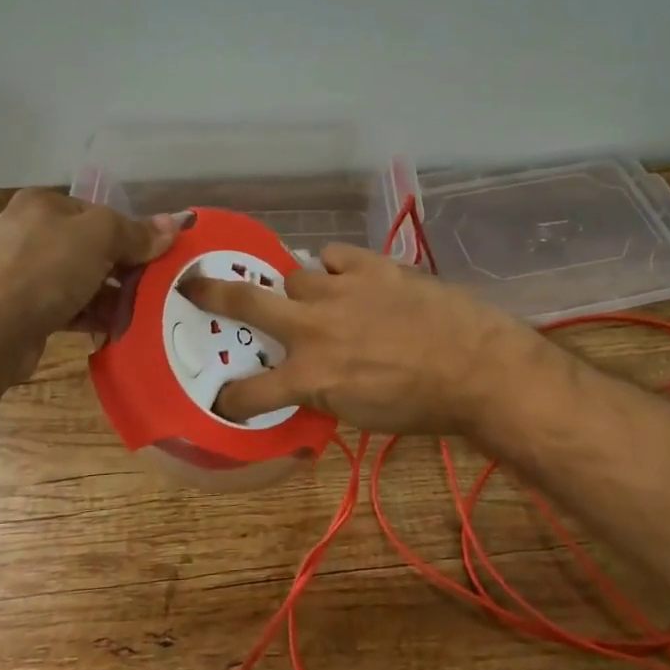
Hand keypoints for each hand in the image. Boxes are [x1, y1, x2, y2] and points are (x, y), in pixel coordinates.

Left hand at [0, 190, 186, 376]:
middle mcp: (31, 232)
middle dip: (126, 269)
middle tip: (157, 288)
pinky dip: (94, 314)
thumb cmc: (45, 271)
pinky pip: (70, 306)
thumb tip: (176, 223)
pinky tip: (119, 327)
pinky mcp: (24, 308)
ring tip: (144, 312)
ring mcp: (25, 272)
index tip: (159, 259)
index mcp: (44, 204)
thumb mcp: (100, 238)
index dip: (133, 235)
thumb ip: (138, 231)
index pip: (101, 213)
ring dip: (114, 296)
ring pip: (84, 279)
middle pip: (94, 247)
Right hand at [180, 243, 540, 434]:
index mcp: (310, 376)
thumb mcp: (361, 413)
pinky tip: (345, 277)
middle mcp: (314, 328)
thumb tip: (309, 376)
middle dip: (213, 294)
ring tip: (314, 298)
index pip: (252, 393)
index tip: (225, 399)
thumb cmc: (421, 405)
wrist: (476, 367)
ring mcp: (340, 290)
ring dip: (298, 290)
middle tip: (193, 283)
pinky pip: (332, 256)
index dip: (232, 398)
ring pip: (294, 275)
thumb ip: (324, 390)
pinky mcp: (370, 265)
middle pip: (247, 303)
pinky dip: (333, 268)